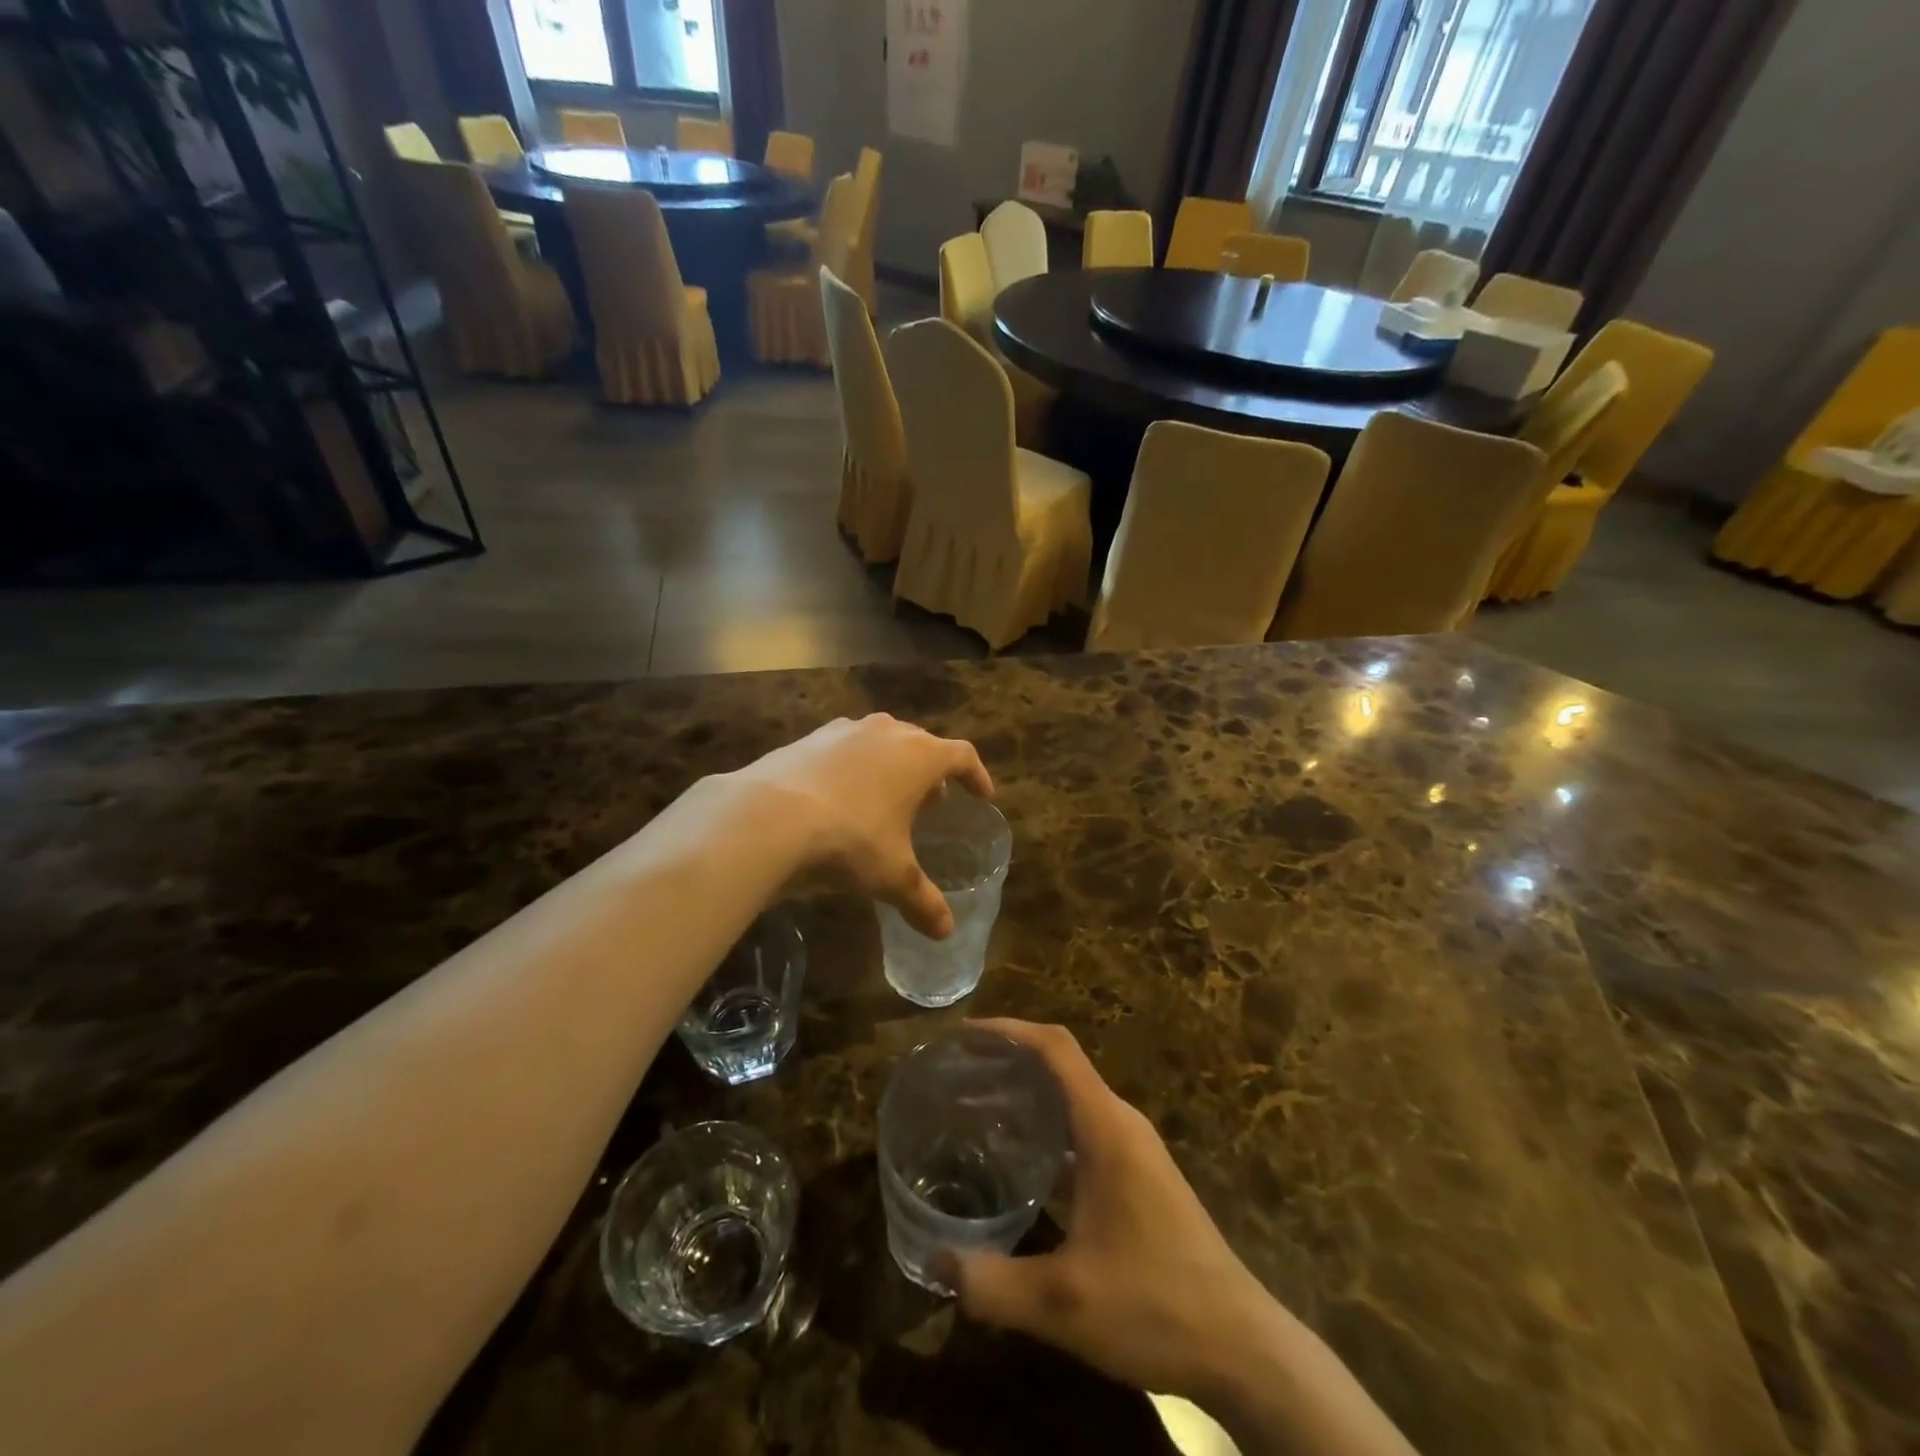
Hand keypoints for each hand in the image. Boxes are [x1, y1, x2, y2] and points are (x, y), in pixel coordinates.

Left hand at [723, 714, 992, 938]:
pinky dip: (852, 767)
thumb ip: (923, 901)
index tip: (982, 795)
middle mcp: (886, 732)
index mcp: (919, 756)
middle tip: (933, 802)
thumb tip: (946, 932)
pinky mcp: (807, 739)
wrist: (767, 817)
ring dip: (891, 765)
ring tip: (887, 798)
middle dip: (931, 771)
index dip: (976, 775)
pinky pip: (843, 748)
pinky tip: (839, 797)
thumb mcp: (891, 876)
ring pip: (881, 741)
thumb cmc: (849, 840)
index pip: (962, 756)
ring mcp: (843, 731)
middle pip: (921, 743)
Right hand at [942, 1020, 1283, 1405]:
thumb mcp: (1063, 1303)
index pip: (1055, 1048)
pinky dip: (1049, 1127)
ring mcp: (1135, 1150)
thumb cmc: (1155, 1306)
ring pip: (1074, 1098)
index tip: (963, 1035)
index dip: (1008, 1030)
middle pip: (1061, 1065)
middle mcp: (1122, 1124)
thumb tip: (933, 1261)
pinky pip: (1085, 1129)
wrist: (1243, 1349)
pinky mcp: (1140, 1176)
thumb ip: (992, 1282)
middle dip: (1009, 1059)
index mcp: (1106, 1127)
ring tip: (976, 1108)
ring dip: (1028, 1093)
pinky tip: (1020, 1161)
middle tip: (957, 1075)